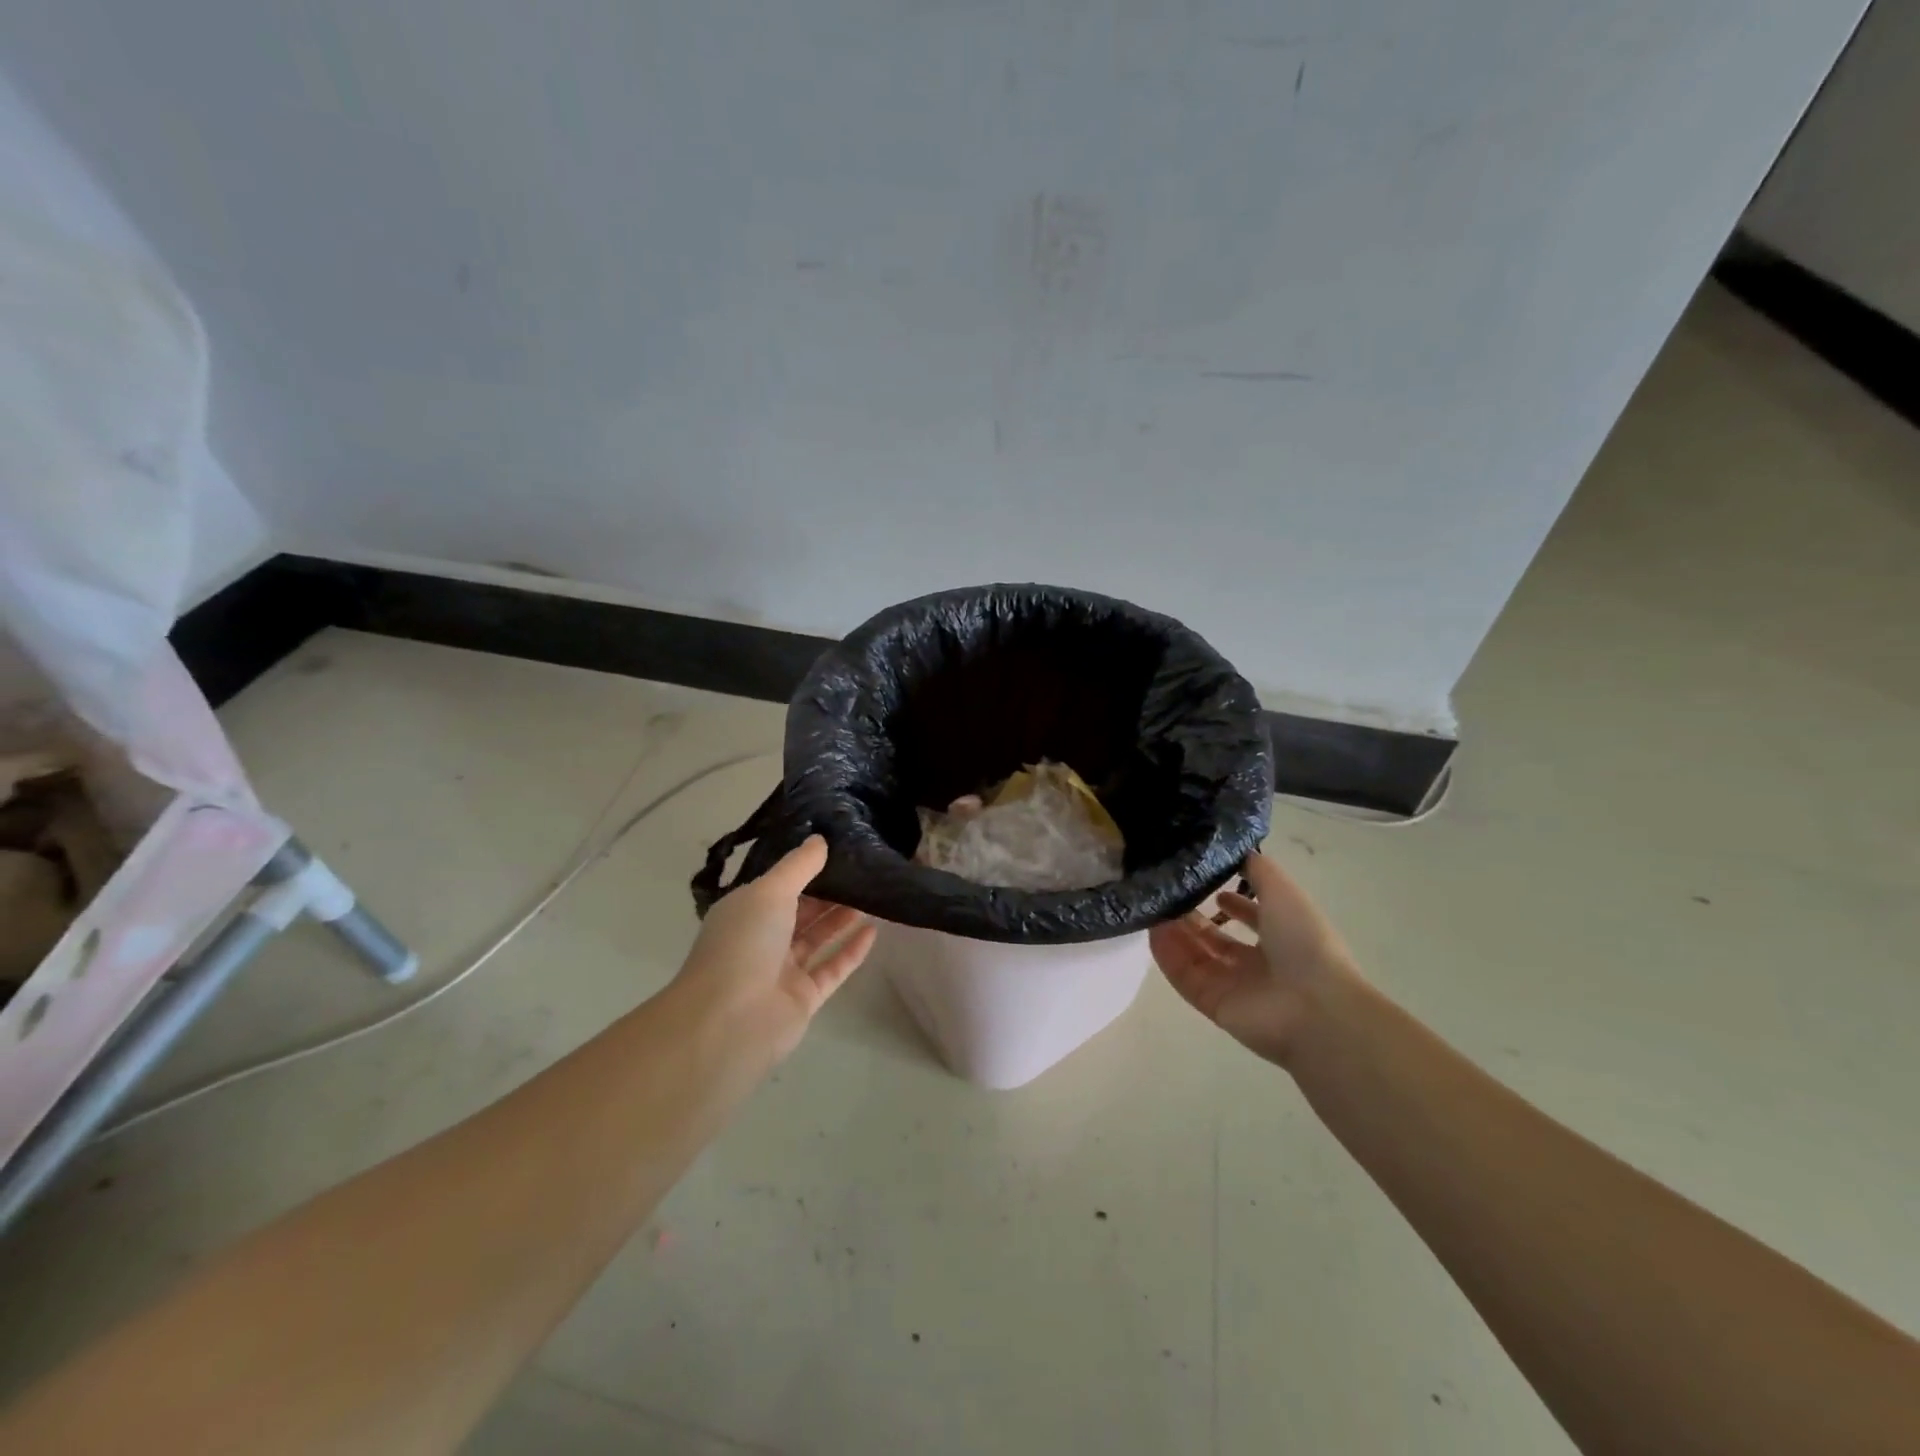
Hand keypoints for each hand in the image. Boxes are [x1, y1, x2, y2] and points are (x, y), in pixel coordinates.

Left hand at [671, 836, 876, 1064]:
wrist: (729, 1022)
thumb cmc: (744, 944)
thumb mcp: (770, 892)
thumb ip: (799, 866)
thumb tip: (819, 839)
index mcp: (744, 912)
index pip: (777, 886)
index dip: (805, 868)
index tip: (837, 849)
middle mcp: (761, 940)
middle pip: (800, 911)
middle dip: (828, 892)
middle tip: (863, 870)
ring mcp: (782, 971)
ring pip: (817, 938)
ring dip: (841, 918)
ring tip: (873, 895)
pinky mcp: (803, 998)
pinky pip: (831, 969)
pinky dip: (851, 951)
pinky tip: (873, 931)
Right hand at [1149, 851, 1359, 1066]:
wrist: (1314, 1008)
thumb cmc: (1304, 943)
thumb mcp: (1283, 892)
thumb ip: (1257, 869)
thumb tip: (1234, 850)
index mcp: (1282, 938)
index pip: (1251, 918)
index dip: (1232, 902)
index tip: (1207, 886)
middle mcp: (1258, 964)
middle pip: (1216, 939)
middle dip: (1193, 916)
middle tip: (1167, 893)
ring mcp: (1235, 987)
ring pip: (1196, 956)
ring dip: (1176, 932)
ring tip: (1154, 907)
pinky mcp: (1214, 1005)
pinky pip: (1185, 977)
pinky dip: (1168, 956)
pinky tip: (1153, 931)